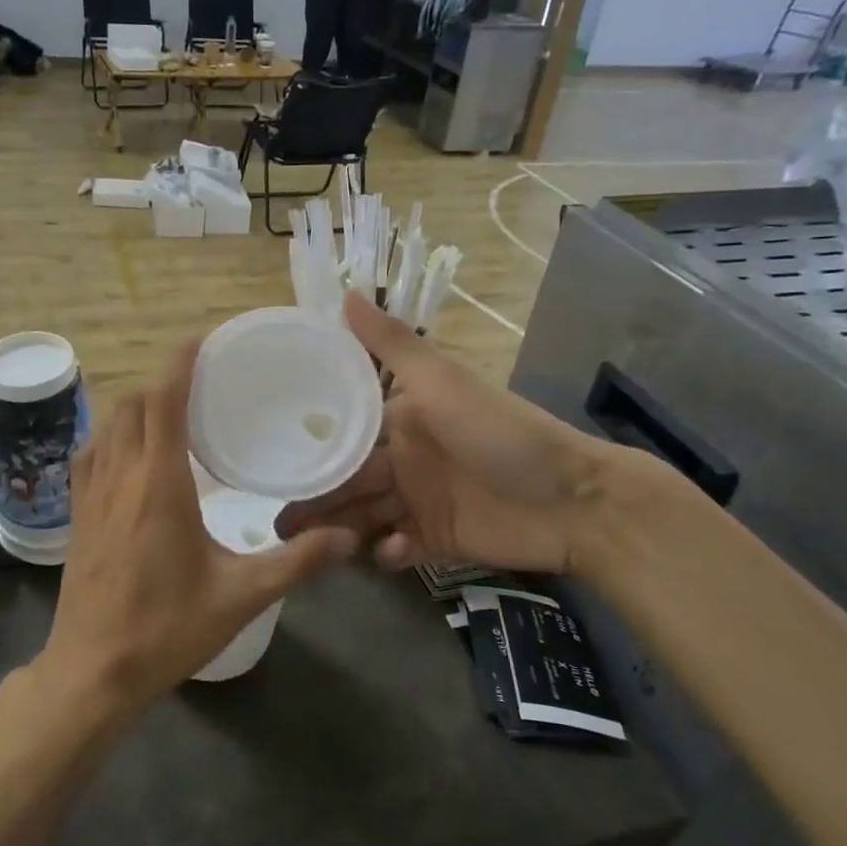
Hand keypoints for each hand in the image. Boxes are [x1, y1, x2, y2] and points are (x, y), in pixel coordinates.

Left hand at [36, 342, 357, 718]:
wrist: (93, 671)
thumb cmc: (167, 628)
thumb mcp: (242, 595)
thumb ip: (298, 561)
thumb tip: (349, 538)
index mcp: (158, 483)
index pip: (163, 400)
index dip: (180, 363)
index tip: (201, 340)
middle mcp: (120, 475)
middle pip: (133, 404)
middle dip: (163, 383)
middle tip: (200, 387)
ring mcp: (90, 494)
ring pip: (109, 425)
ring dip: (137, 408)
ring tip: (172, 415)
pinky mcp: (76, 515)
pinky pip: (90, 454)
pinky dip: (113, 436)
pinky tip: (132, 456)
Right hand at [276, 295, 622, 577]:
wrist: (574, 501)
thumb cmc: (501, 434)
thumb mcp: (442, 382)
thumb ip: (391, 344)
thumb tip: (344, 292)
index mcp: (400, 421)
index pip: (343, 435)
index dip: (311, 449)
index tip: (271, 465)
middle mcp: (403, 460)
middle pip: (347, 482)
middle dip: (315, 500)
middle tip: (279, 523)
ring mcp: (419, 502)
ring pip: (364, 516)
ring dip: (339, 529)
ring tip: (309, 548)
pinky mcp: (436, 541)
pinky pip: (397, 548)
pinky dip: (387, 552)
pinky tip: (385, 552)